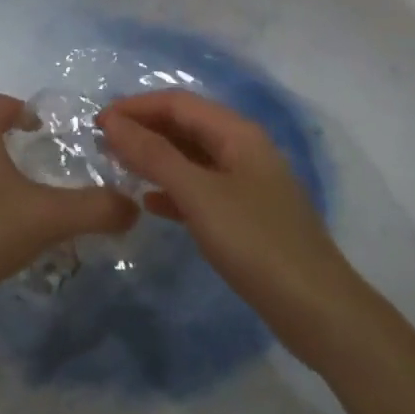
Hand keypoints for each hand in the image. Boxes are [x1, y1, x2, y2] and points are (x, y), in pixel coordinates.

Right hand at [99, 90, 356, 352]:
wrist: (317, 310)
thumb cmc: (255, 242)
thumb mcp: (198, 194)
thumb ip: (153, 155)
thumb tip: (112, 121)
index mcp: (238, 133)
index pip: (178, 103)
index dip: (136, 107)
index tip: (97, 122)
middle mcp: (243, 149)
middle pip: (186, 126)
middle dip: (144, 129)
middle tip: (102, 144)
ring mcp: (247, 184)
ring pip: (191, 158)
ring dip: (155, 158)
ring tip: (117, 167)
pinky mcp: (246, 216)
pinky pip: (201, 189)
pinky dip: (172, 189)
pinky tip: (149, 204)